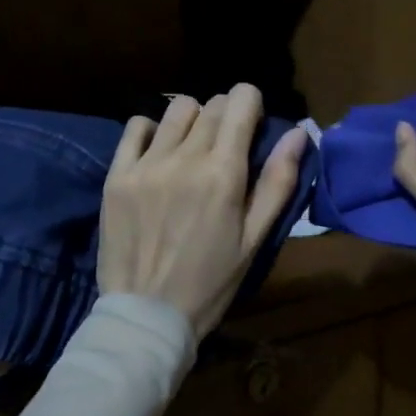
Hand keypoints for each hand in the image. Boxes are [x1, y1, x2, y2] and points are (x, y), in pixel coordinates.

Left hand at [99, 84, 309, 336]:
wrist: (146, 315)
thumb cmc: (210, 283)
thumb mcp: (254, 240)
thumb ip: (277, 183)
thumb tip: (299, 132)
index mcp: (224, 173)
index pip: (240, 101)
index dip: (251, 104)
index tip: (251, 122)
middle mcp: (184, 158)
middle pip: (211, 104)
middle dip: (226, 115)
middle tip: (225, 147)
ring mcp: (146, 165)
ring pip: (176, 110)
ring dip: (192, 121)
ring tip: (191, 150)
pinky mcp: (116, 175)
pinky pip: (136, 126)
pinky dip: (152, 131)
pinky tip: (158, 155)